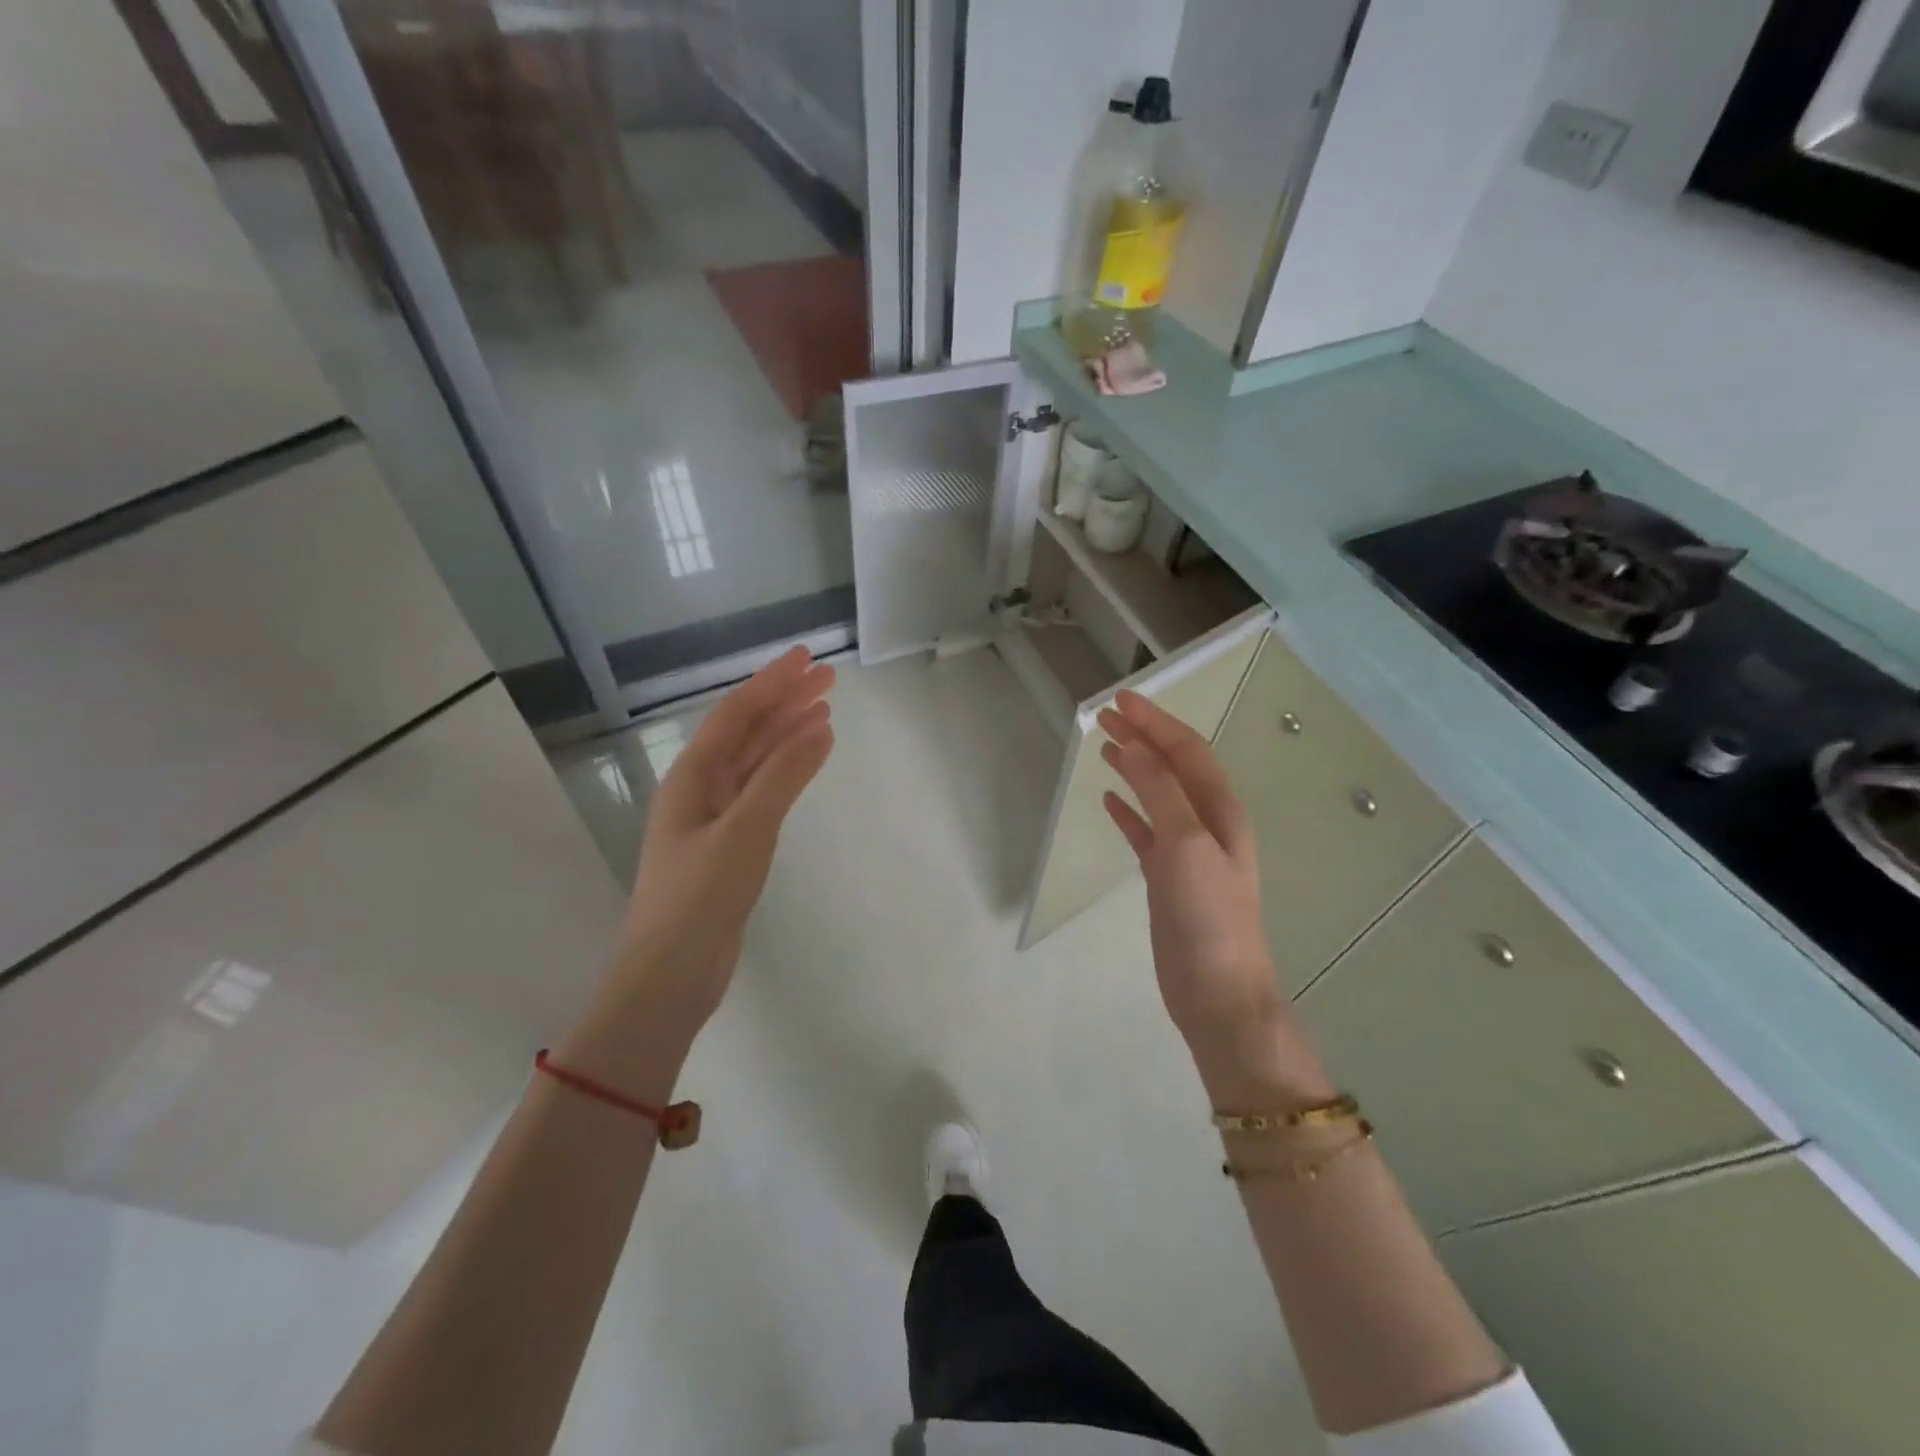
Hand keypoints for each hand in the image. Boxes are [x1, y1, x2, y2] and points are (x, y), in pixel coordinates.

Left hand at [612, 647, 835, 1034]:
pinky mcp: (730, 843)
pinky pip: (762, 790)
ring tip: (825, 710)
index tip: (807, 657)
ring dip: (788, 732)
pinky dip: (787, 770)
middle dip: (785, 701)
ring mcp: (715, 816)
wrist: (671, 973)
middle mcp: (701, 787)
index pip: (738, 714)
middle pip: (748, 731)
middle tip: (828, 678)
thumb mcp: (746, 830)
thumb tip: (822, 725)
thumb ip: (783, 776)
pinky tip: (808, 761)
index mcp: (693, 776)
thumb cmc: (700, 896)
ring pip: (756, 760)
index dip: (773, 682)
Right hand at [1099, 691, 1329, 1103]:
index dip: (1155, 722)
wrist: (1217, 992)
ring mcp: (1187, 852)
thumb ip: (1160, 792)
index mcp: (1220, 810)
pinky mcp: (1167, 878)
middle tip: (1104, 714)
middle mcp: (1208, 824)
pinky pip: (1145, 832)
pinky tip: (1108, 800)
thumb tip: (1132, 745)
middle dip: (1142, 737)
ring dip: (1133, 768)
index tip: (1120, 699)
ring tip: (1104, 746)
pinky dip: (1128, 811)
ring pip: (1157, 796)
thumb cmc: (1208, 915)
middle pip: (1172, 767)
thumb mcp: (1186, 844)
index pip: (1187, 751)